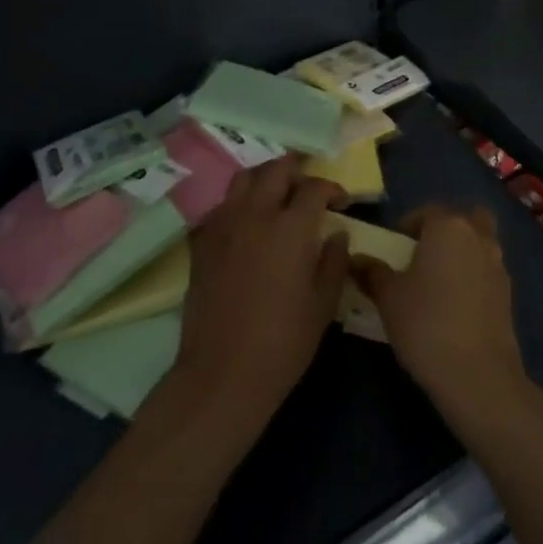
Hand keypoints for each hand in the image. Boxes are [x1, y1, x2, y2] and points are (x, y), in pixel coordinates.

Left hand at [169, 156, 348, 434]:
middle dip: (297, 169)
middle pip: (275, 170)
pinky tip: (247, 223)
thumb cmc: (283, 343)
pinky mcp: (202, 242)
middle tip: (308, 186)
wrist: (223, 374)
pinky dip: (238, 203)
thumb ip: (334, 261)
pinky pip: (221, 206)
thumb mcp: (324, 304)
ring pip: (244, 179)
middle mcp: (255, 214)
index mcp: (290, 228)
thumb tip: (337, 233)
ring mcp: (223, 225)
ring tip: (277, 193)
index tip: (341, 201)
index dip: (331, 188)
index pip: (314, 187)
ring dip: (265, 178)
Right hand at [351, 204, 526, 414]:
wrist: (477, 374)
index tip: (395, 248)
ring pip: (480, 244)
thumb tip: (356, 260)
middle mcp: (478, 237)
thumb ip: (372, 272)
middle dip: (446, 230)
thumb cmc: (426, 323)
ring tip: (439, 282)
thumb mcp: (388, 297)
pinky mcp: (509, 294)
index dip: (409, 225)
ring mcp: (498, 265)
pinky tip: (457, 305)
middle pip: (464, 220)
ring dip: (463, 252)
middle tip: (424, 255)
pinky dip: (474, 277)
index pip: (427, 212)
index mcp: (448, 227)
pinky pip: (487, 271)